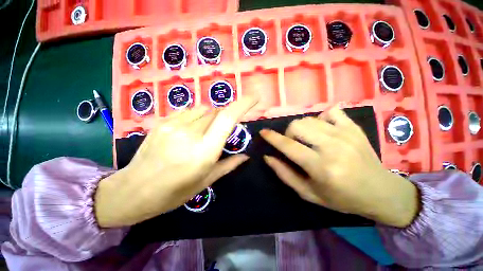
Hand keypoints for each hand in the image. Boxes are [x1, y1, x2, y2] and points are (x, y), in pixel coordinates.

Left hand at [95, 97, 257, 227]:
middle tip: (222, 132)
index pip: (227, 118)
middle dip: (225, 117)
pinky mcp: (163, 122)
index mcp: (204, 151)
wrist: (133, 190)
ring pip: (204, 109)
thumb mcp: (206, 181)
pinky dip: (198, 116)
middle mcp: (191, 134)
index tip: (254, 98)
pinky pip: (189, 111)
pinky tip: (191, 129)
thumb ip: (229, 165)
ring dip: (212, 117)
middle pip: (217, 112)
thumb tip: (246, 156)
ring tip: (204, 133)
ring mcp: (174, 125)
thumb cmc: (174, 192)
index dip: (243, 104)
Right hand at [260, 107, 418, 227]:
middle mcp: (332, 147)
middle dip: (289, 133)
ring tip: (308, 140)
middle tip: (294, 144)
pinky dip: (321, 119)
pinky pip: (330, 112)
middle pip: (297, 126)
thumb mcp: (308, 193)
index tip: (263, 132)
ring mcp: (345, 134)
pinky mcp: (354, 128)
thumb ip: (284, 174)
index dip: (272, 138)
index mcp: (321, 167)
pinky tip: (324, 130)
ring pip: (310, 119)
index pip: (288, 146)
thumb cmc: (341, 198)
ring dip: (302, 128)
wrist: (381, 192)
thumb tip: (268, 157)